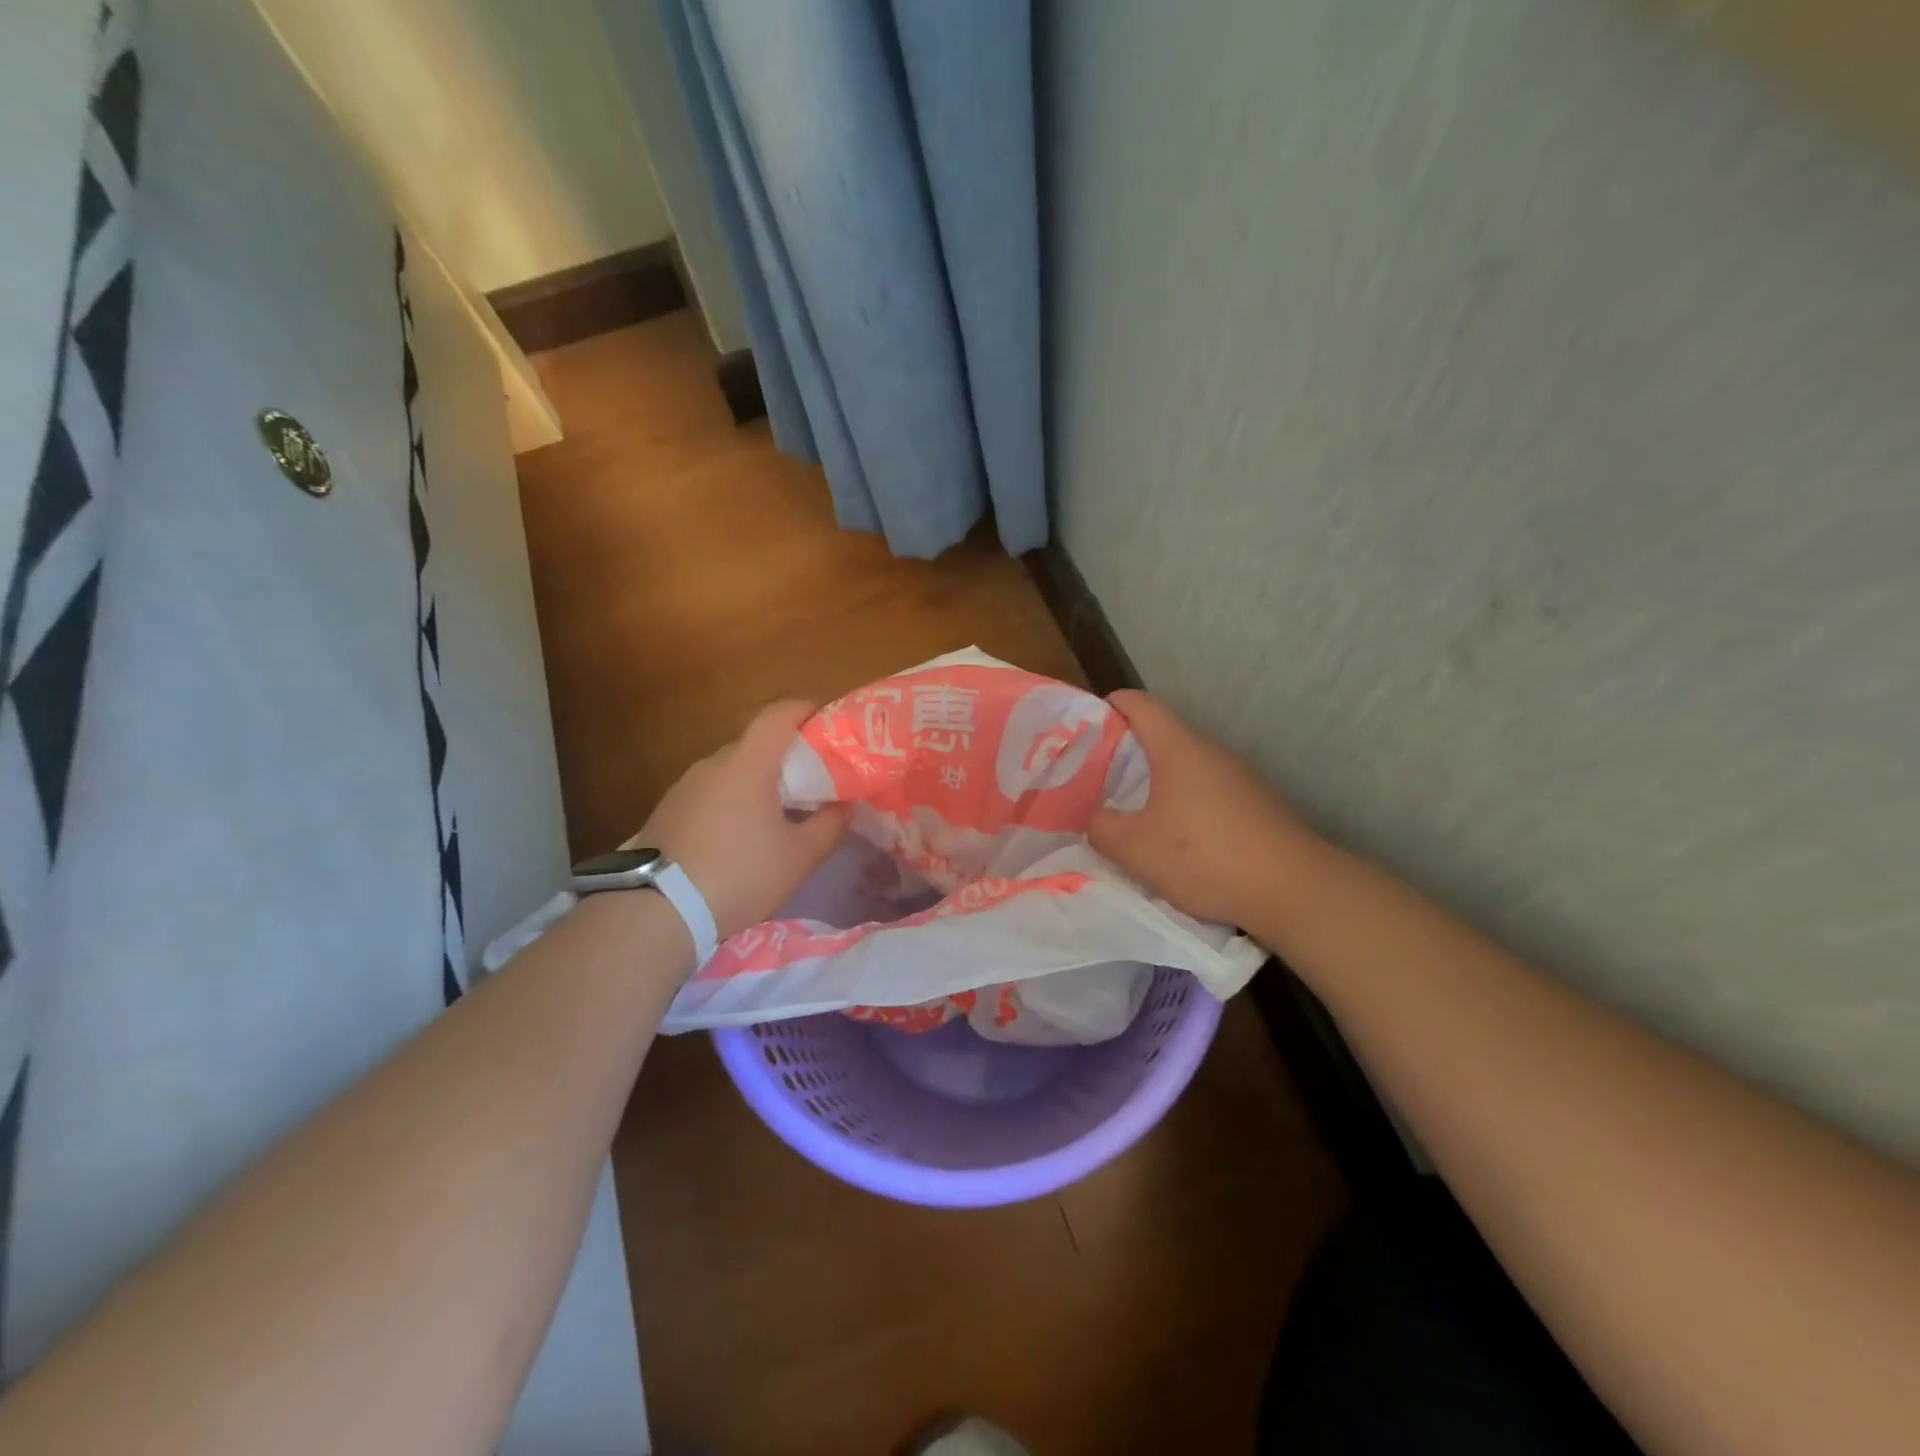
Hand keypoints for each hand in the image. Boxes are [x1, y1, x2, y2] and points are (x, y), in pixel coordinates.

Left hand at [628, 700, 849, 939]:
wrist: (658, 911)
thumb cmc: (740, 874)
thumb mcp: (799, 857)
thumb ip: (831, 825)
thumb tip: (845, 805)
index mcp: (748, 763)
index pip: (779, 714)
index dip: (807, 711)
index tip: (828, 727)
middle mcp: (713, 764)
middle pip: (756, 743)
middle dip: (786, 756)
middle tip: (811, 783)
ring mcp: (684, 786)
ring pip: (731, 770)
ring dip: (756, 782)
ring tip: (776, 815)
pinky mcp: (666, 811)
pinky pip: (709, 793)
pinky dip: (731, 802)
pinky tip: (738, 837)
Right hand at [1089, 690, 1323, 937]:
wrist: (1295, 889)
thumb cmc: (1205, 856)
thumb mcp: (1135, 848)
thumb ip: (1102, 827)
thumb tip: (1093, 816)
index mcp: (1178, 747)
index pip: (1138, 704)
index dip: (1109, 706)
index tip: (1086, 726)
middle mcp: (1211, 751)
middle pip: (1162, 735)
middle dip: (1127, 752)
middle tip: (1098, 780)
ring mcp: (1241, 776)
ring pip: (1187, 766)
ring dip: (1158, 782)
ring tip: (1134, 813)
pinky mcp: (1258, 803)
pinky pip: (1210, 791)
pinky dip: (1186, 803)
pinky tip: (1180, 839)